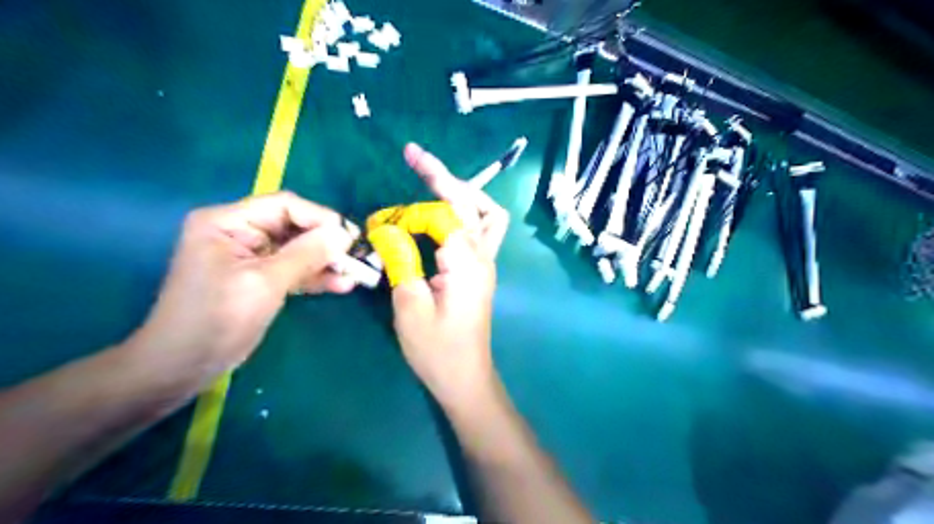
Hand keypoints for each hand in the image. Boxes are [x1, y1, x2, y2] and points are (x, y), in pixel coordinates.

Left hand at [130, 191, 351, 376]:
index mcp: (228, 222)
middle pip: (295, 227)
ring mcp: (251, 257)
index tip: (350, 238)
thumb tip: (344, 234)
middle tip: (357, 259)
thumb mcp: (264, 282)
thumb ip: (306, 254)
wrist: (182, 366)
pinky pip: (294, 269)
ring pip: (299, 250)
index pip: (284, 206)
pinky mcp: (260, 278)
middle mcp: (240, 232)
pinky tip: (341, 285)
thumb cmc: (217, 319)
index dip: (320, 218)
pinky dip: (315, 277)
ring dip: (326, 262)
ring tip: (354, 276)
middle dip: (327, 244)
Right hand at [378, 143, 514, 409]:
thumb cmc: (437, 350)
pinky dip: (459, 214)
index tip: (385, 215)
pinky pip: (476, 231)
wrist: (465, 378)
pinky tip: (437, 215)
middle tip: (415, 156)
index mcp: (467, 263)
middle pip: (475, 203)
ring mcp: (484, 264)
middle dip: (445, 176)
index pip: (448, 211)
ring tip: (431, 181)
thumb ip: (401, 261)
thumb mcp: (409, 306)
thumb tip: (389, 229)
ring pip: (486, 214)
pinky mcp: (478, 272)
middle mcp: (482, 257)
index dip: (416, 203)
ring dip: (461, 194)